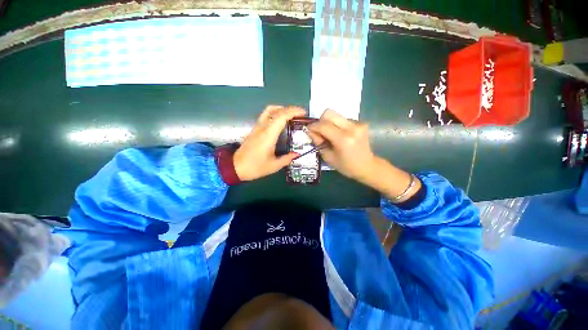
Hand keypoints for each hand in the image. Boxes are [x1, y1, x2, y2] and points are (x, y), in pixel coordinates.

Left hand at [234, 105, 305, 180]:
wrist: (236, 167)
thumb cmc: (255, 167)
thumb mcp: (274, 166)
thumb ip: (287, 159)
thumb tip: (297, 154)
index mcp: (268, 135)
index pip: (281, 117)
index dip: (293, 112)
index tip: (303, 112)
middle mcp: (262, 128)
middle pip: (276, 110)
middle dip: (290, 109)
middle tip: (300, 114)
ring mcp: (257, 127)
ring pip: (269, 110)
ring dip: (281, 109)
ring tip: (291, 114)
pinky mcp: (255, 129)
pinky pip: (266, 115)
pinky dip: (275, 113)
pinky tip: (280, 121)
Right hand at [306, 109, 375, 180]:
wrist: (366, 166)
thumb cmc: (346, 166)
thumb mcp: (328, 157)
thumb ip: (318, 142)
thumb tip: (310, 131)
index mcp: (343, 139)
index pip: (323, 125)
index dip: (313, 126)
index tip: (308, 129)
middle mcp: (352, 128)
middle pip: (329, 113)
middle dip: (320, 121)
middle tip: (319, 132)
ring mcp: (358, 124)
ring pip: (336, 115)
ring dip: (329, 123)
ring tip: (331, 135)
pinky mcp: (361, 123)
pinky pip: (343, 119)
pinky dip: (337, 125)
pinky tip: (340, 135)